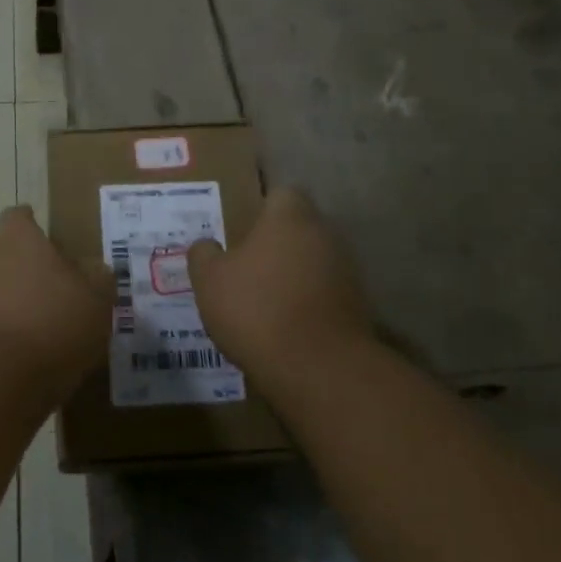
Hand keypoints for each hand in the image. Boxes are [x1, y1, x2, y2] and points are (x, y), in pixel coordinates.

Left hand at [0, 206, 113, 400]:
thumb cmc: (54, 325)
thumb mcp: (96, 303)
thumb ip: (98, 281)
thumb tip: (97, 268)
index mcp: (20, 242)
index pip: (16, 217)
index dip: (26, 222)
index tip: (37, 228)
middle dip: (16, 259)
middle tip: (44, 277)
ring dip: (8, 298)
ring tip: (37, 321)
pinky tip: (21, 351)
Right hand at [187, 187, 373, 377]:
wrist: (318, 368)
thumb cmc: (256, 309)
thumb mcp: (210, 281)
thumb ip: (204, 255)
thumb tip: (206, 245)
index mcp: (289, 217)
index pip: (281, 193)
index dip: (261, 207)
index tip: (241, 226)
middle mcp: (324, 234)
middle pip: (300, 227)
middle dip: (277, 241)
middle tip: (247, 261)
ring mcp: (346, 269)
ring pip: (314, 259)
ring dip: (294, 272)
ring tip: (265, 297)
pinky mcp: (357, 304)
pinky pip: (325, 291)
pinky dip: (309, 300)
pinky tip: (286, 322)